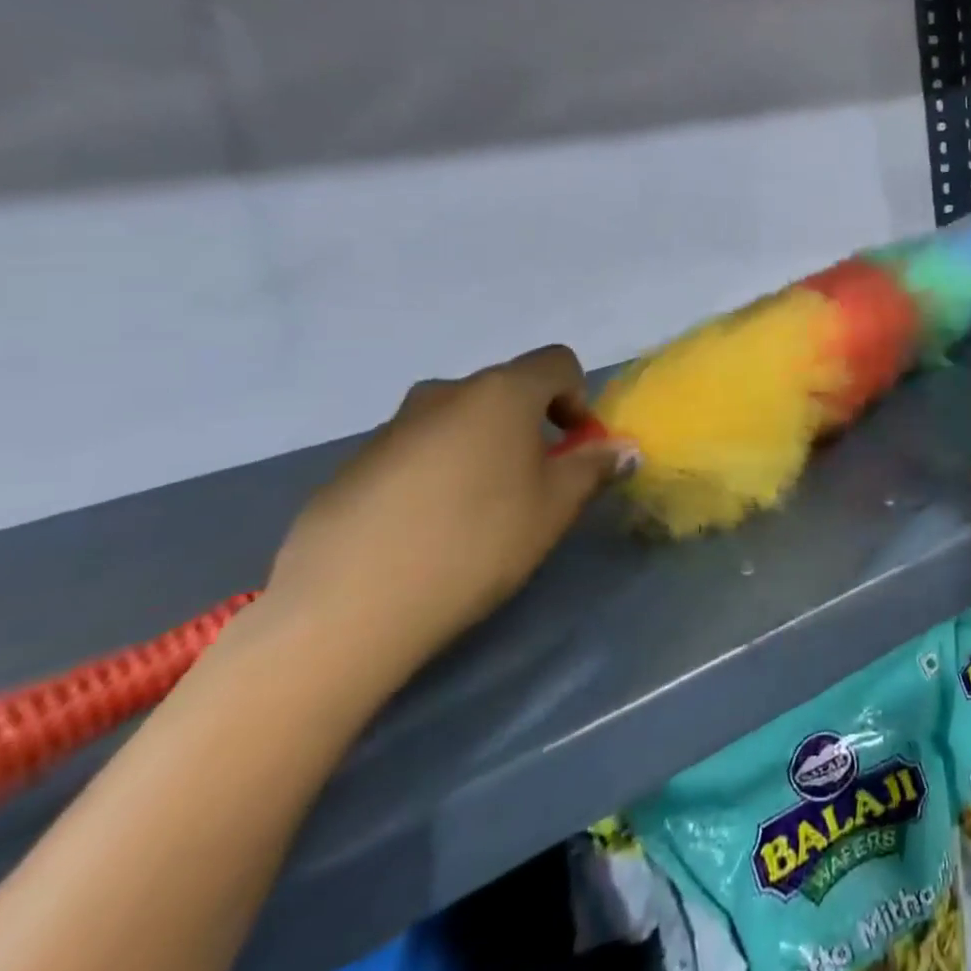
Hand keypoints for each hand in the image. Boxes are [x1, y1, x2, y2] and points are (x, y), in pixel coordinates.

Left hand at [259, 345, 637, 686]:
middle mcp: (446, 393)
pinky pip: (416, 451)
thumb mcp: (554, 507)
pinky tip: (427, 531)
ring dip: (483, 447)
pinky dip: (437, 472)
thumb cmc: (476, 543)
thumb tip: (624, 448)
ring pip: (459, 420)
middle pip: (507, 390)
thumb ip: (593, 467)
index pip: (557, 362)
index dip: (578, 397)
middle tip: (533, 485)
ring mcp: (393, 427)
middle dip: (531, 425)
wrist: (347, 609)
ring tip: (478, 512)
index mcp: (501, 393)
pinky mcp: (353, 465)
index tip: (574, 448)